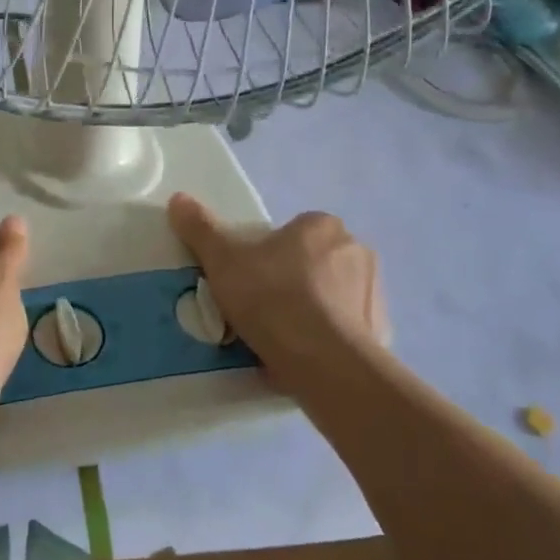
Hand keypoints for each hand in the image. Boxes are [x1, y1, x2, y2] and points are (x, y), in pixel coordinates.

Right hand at [168, 194, 389, 380]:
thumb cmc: (272, 298)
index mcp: (322, 226)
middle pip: (312, 263)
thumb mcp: (222, 261)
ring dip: (310, 311)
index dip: (266, 254)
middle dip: (290, 282)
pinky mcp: (380, 332)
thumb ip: (200, 228)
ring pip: (331, 297)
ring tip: (277, 340)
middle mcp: (356, 250)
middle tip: (259, 310)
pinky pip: (346, 330)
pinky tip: (301, 359)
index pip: (292, 232)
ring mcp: (374, 293)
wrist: (323, 361)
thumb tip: (178, 198)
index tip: (247, 280)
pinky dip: (326, 339)